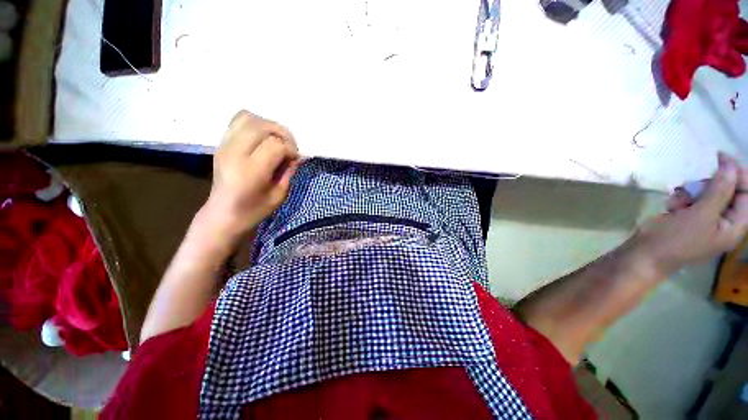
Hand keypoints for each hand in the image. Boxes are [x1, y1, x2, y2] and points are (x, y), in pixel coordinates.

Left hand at [203, 110, 299, 239]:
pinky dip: (255, 125)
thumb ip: (289, 172)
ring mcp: (225, 146)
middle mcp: (235, 153)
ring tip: (276, 140)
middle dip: (283, 133)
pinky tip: (262, 139)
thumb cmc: (254, 210)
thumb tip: (297, 156)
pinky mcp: (221, 144)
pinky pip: (238, 122)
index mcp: (250, 171)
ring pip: (248, 118)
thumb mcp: (279, 196)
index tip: (295, 159)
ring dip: (268, 126)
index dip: (291, 149)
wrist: (222, 214)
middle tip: (290, 147)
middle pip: (262, 126)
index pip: (275, 145)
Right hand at [629, 153, 747, 275]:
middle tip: (695, 186)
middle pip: (727, 191)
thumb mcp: (701, 215)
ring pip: (707, 193)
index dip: (738, 175)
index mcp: (735, 225)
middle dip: (710, 185)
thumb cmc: (676, 239)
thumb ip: (720, 190)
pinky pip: (692, 199)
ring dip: (692, 191)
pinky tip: (672, 205)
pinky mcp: (689, 216)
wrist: (645, 253)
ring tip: (679, 200)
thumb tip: (730, 165)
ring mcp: (706, 219)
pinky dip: (682, 198)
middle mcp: (724, 221)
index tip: (722, 159)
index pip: (747, 194)